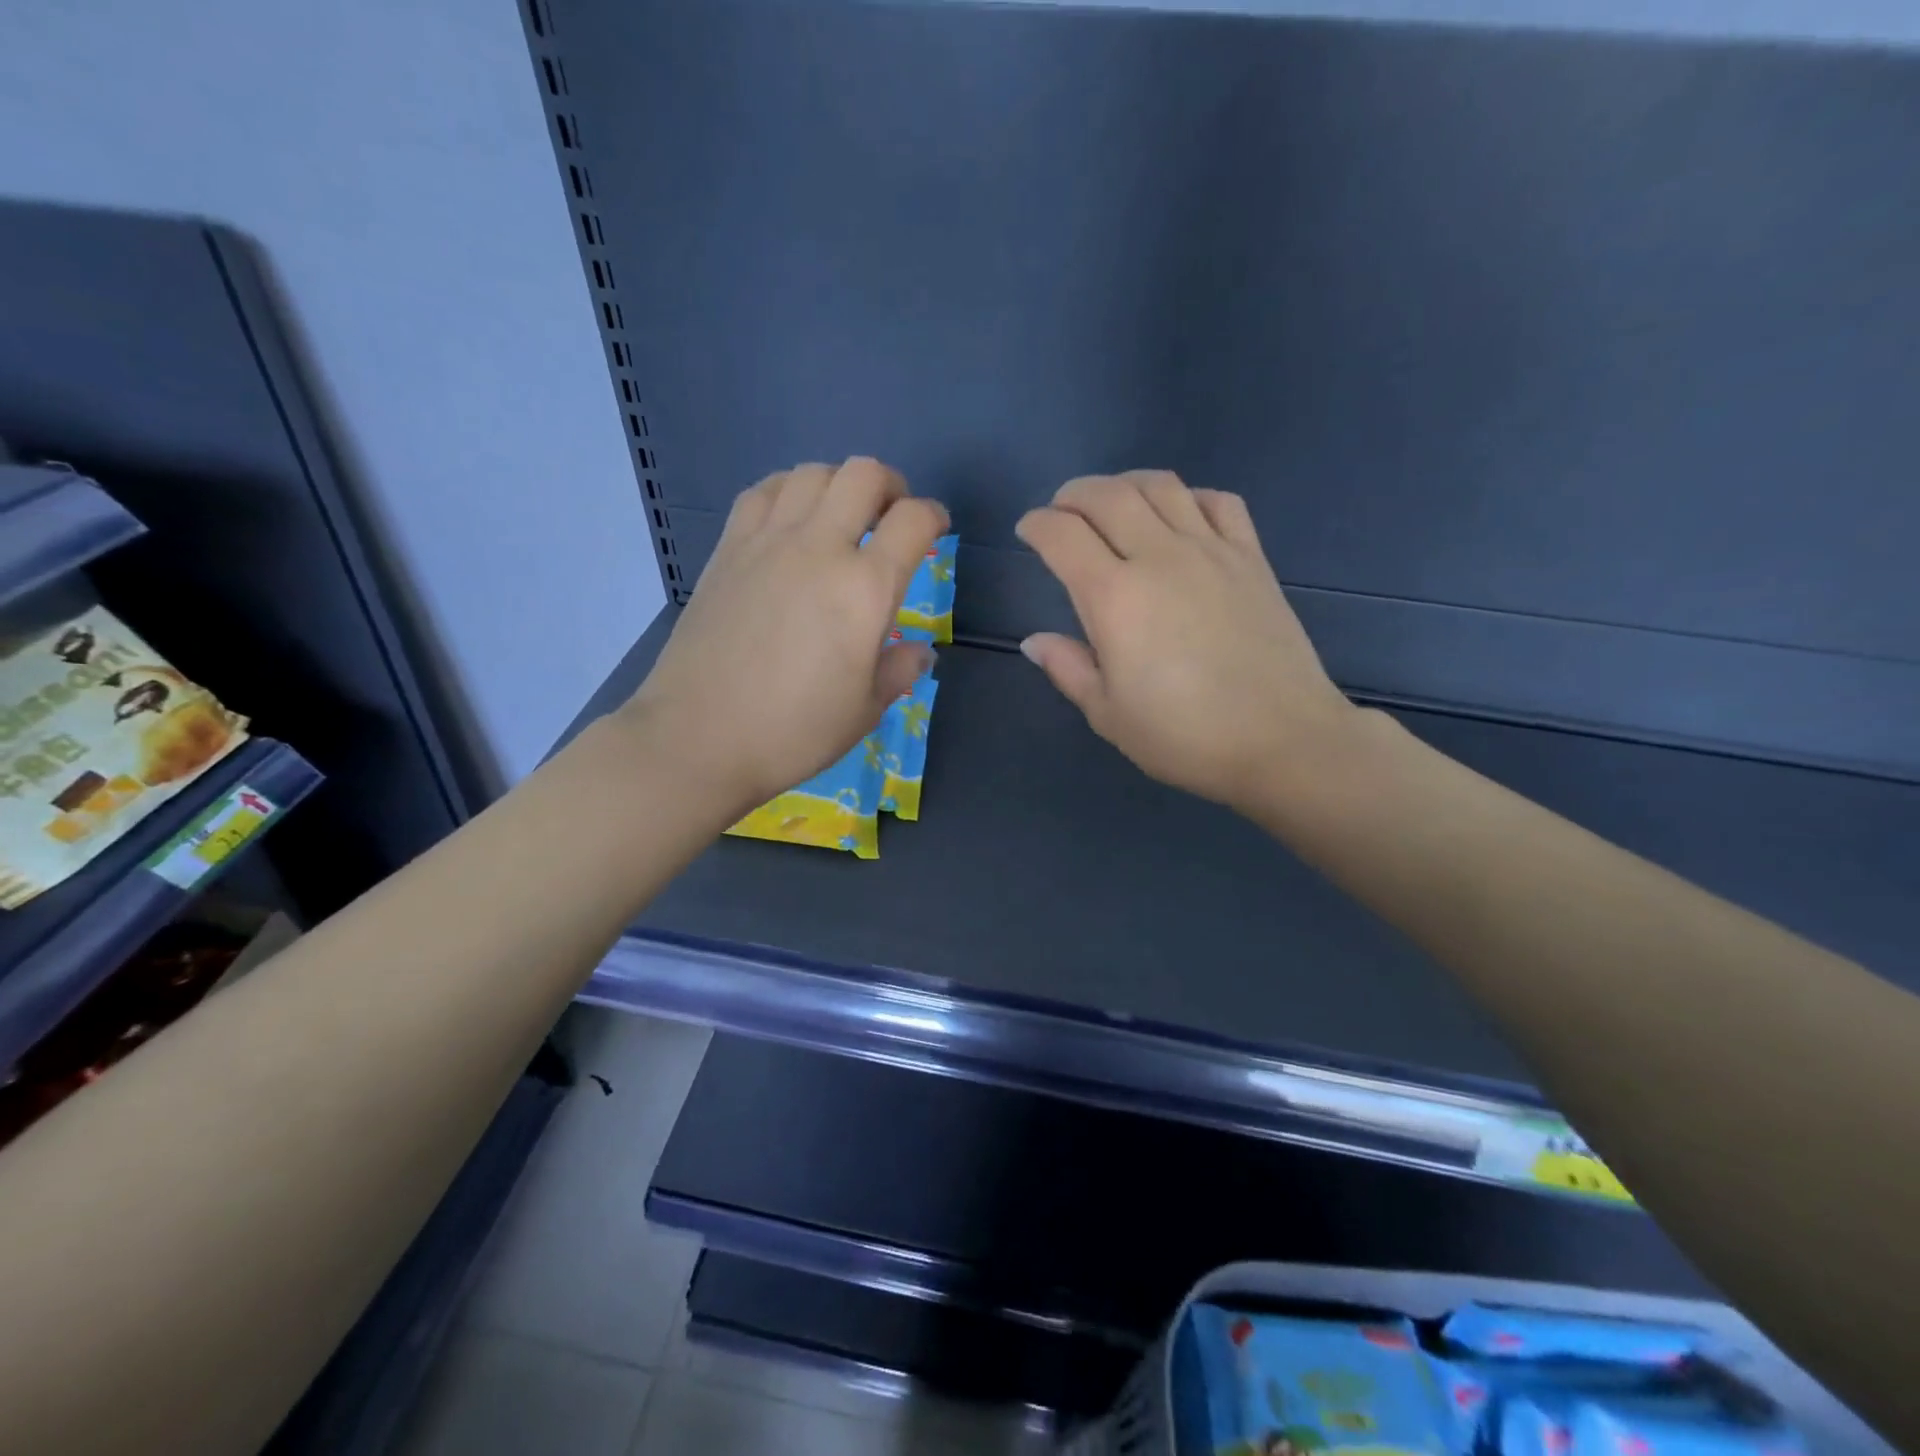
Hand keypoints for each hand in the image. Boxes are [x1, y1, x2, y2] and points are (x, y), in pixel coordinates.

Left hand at [621, 459, 946, 812]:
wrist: (699, 737)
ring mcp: (767, 542)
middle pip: (864, 475)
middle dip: (891, 486)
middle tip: (893, 516)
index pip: (913, 522)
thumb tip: (919, 652)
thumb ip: (898, 671)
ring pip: (812, 473)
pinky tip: (791, 520)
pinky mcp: (727, 549)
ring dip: (839, 484)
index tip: (936, 531)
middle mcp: (819, 548)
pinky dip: (788, 491)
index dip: (934, 517)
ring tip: (842, 515)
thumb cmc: (793, 732)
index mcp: (865, 589)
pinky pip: (763, 492)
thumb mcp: (864, 711)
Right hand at [1016, 471, 1356, 810]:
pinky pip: (1218, 501)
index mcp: (1114, 597)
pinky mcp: (1251, 557)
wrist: (1282, 740)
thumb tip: (1035, 641)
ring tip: (1113, 503)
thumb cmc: (1184, 736)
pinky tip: (1180, 515)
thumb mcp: (1108, 714)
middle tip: (1061, 512)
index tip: (1027, 532)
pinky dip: (1189, 496)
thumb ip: (1068, 668)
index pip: (1062, 535)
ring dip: (1125, 484)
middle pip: (1107, 495)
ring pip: (1161, 486)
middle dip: (1073, 494)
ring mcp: (1211, 550)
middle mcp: (1159, 557)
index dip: (1036, 525)